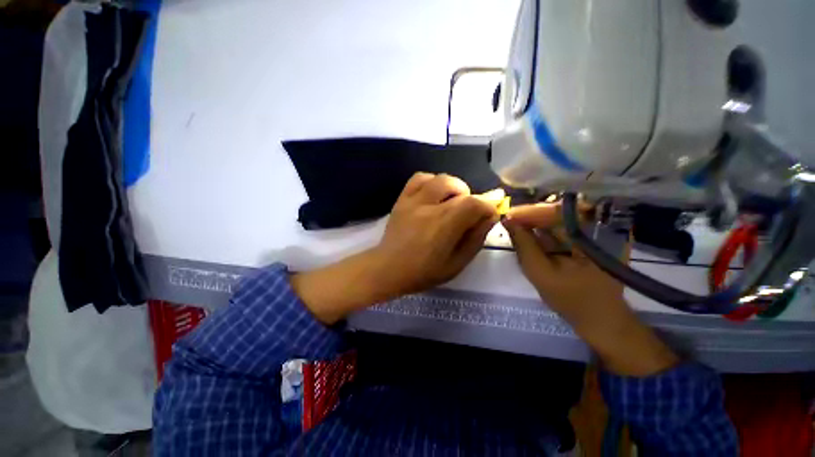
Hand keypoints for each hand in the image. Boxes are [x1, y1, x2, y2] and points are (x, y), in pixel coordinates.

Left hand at [292, 173, 502, 324]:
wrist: (388, 268)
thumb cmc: (424, 272)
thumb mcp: (456, 264)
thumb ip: (475, 239)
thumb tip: (490, 216)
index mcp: (444, 226)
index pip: (474, 204)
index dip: (488, 205)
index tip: (492, 211)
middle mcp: (429, 208)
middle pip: (460, 189)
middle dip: (472, 198)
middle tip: (468, 214)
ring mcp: (413, 201)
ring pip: (440, 179)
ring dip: (454, 188)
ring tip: (452, 202)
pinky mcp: (402, 199)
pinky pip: (419, 178)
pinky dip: (432, 181)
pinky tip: (434, 194)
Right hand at [505, 203, 677, 376]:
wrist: (601, 320)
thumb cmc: (573, 300)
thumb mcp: (541, 273)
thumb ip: (523, 245)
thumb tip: (507, 220)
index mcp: (592, 232)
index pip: (557, 210)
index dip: (530, 211)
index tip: (507, 215)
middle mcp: (596, 227)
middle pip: (557, 211)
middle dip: (530, 215)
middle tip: (508, 220)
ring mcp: (594, 233)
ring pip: (558, 219)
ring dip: (535, 222)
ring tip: (515, 225)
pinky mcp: (588, 241)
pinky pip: (562, 229)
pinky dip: (543, 231)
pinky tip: (529, 234)